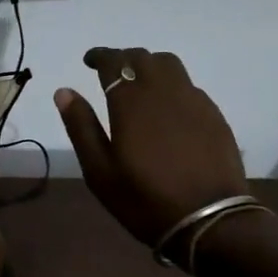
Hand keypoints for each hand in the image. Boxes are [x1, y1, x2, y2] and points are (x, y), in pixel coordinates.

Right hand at [55, 47, 248, 248]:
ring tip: (140, 84)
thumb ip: (81, 127)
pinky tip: (168, 109)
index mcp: (131, 101)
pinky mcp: (214, 115)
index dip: (99, 56)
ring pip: (169, 65)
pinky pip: (188, 86)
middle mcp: (163, 90)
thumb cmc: (145, 199)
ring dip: (150, 66)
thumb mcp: (100, 171)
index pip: (114, 61)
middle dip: (123, 59)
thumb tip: (64, 91)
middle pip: (142, 58)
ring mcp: (193, 100)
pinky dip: (172, 86)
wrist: (209, 221)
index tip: (89, 61)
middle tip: (111, 73)